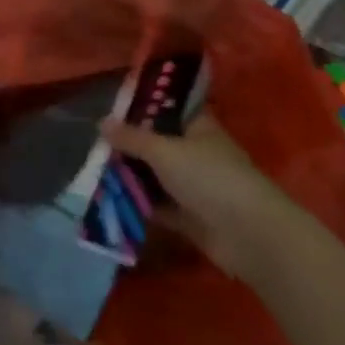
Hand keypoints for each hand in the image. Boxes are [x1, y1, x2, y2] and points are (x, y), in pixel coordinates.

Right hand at [103, 111, 296, 279]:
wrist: (248, 235)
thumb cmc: (208, 177)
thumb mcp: (163, 150)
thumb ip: (131, 138)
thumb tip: (101, 122)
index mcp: (197, 127)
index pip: (166, 110)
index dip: (140, 109)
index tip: (110, 112)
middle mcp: (196, 152)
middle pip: (157, 145)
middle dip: (128, 147)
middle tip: (95, 147)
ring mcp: (194, 186)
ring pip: (155, 176)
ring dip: (131, 177)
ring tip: (95, 174)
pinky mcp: (190, 216)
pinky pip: (159, 206)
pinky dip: (139, 205)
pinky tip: (111, 202)